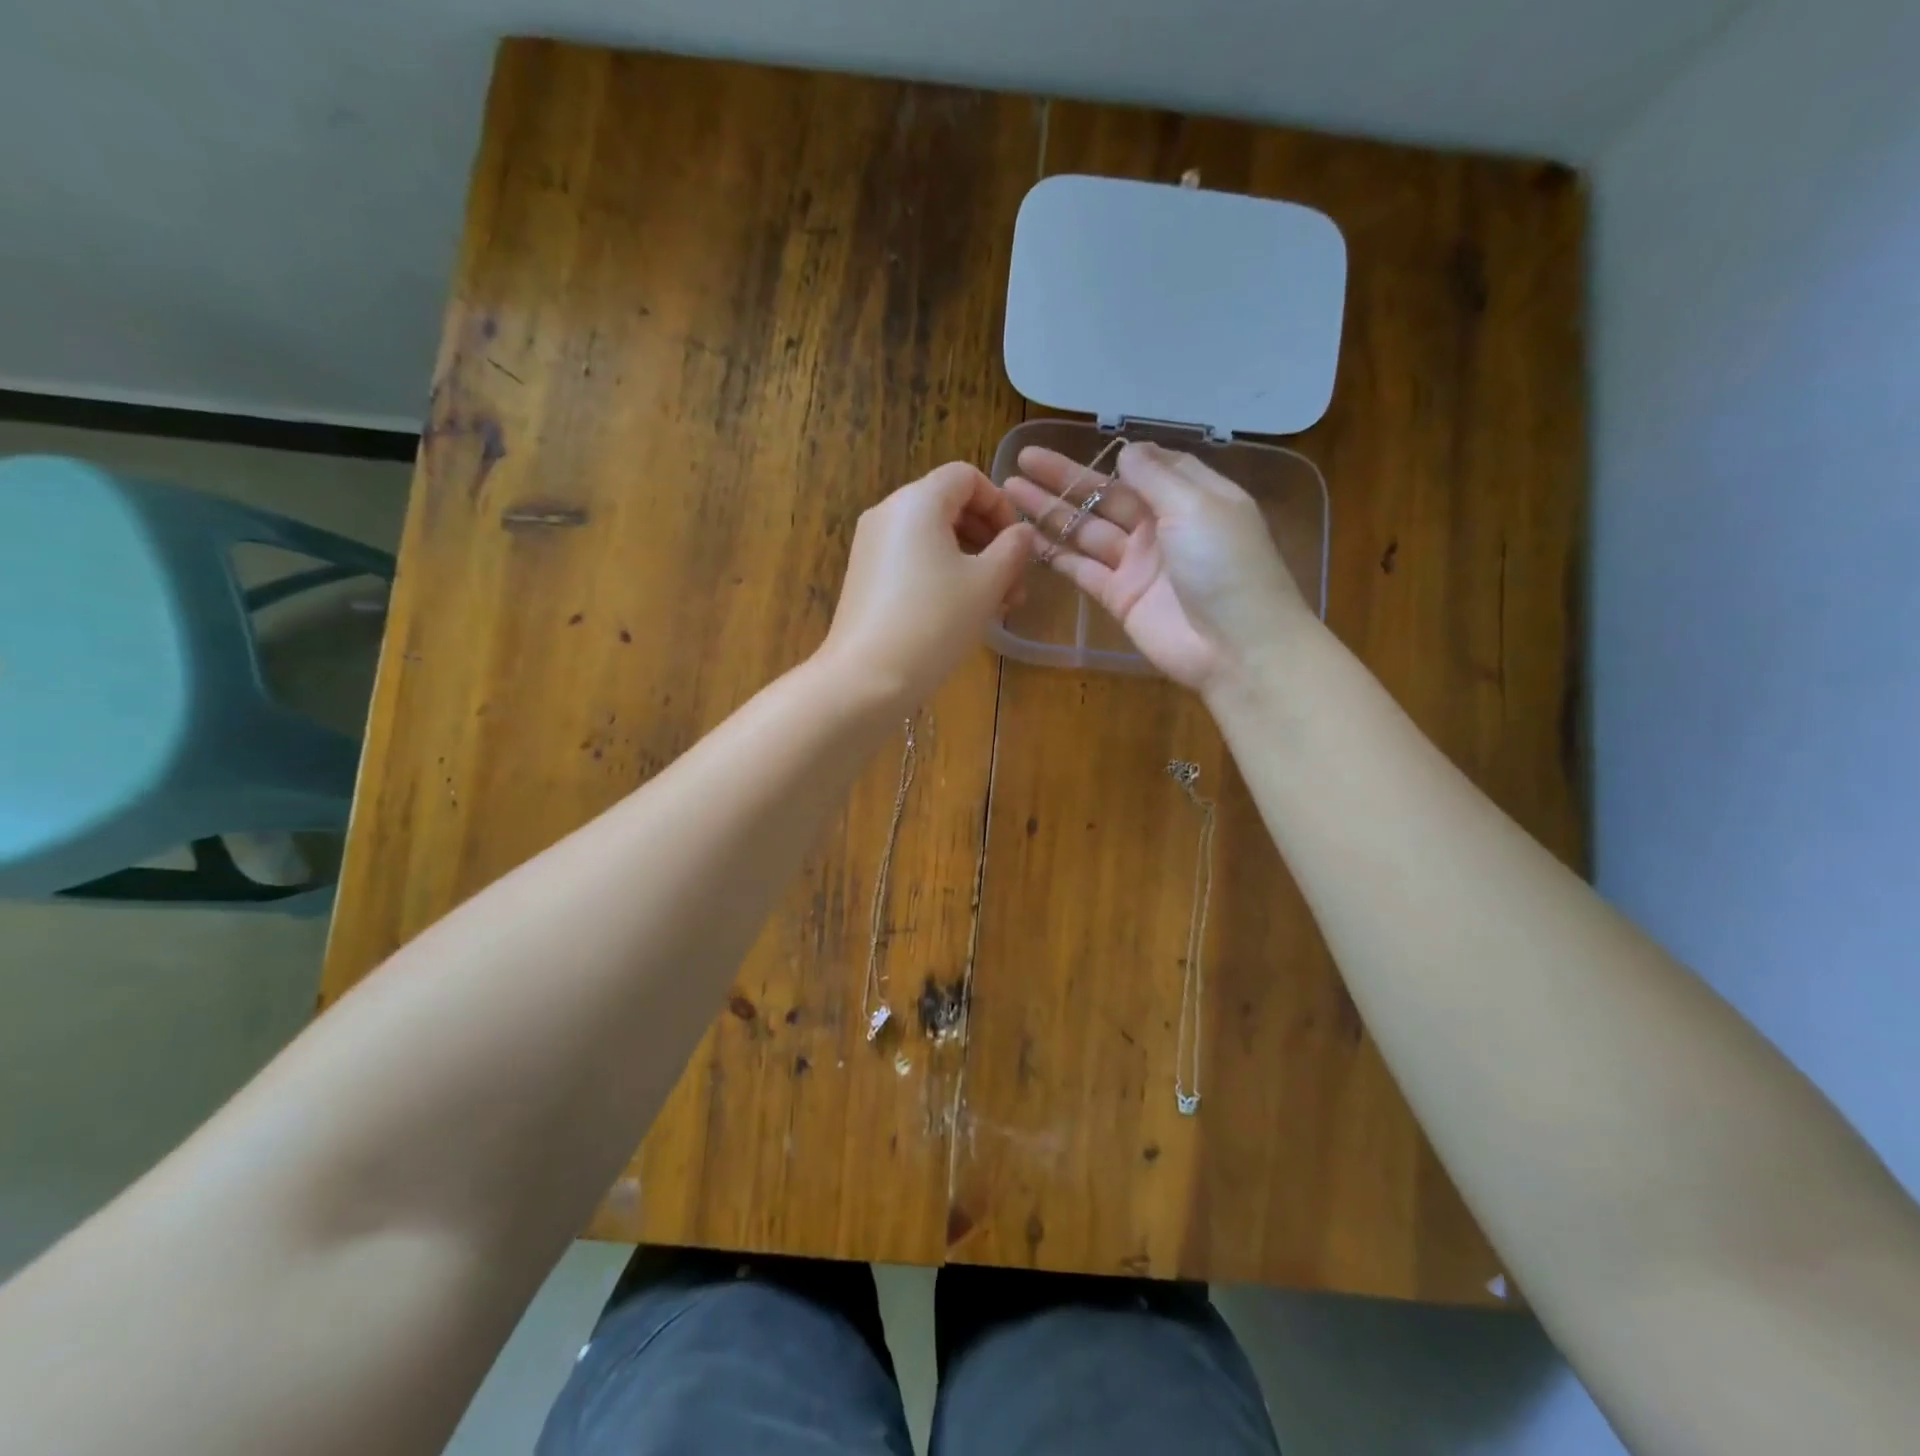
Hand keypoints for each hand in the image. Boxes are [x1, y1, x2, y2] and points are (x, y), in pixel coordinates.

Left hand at [820, 462, 1036, 708]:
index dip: (1000, 504)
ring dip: (971, 562)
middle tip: (1014, 583)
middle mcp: (888, 513)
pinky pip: (912, 560)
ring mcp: (872, 545)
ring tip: (996, 605)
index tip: (1018, 544)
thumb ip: (1012, 549)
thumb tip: (1022, 533)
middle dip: (989, 540)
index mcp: (917, 501)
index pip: (966, 477)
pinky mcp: (866, 576)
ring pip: (933, 538)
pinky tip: (962, 612)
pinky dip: (942, 574)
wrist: (867, 677)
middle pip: (949, 506)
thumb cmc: (934, 622)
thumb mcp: (986, 584)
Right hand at [1003, 442, 1308, 692]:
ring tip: (1011, 491)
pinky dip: (1055, 554)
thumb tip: (1127, 450)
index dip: (1114, 456)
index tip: (1079, 442)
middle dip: (1065, 478)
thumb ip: (1157, 476)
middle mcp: (1161, 527)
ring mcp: (1137, 564)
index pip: (1149, 467)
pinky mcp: (1119, 597)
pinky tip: (1024, 537)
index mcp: (1190, 498)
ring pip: (1086, 529)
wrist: (1236, 648)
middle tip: (1023, 461)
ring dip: (1051, 511)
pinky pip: (1081, 569)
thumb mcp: (1197, 506)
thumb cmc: (1226, 566)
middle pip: (1106, 495)